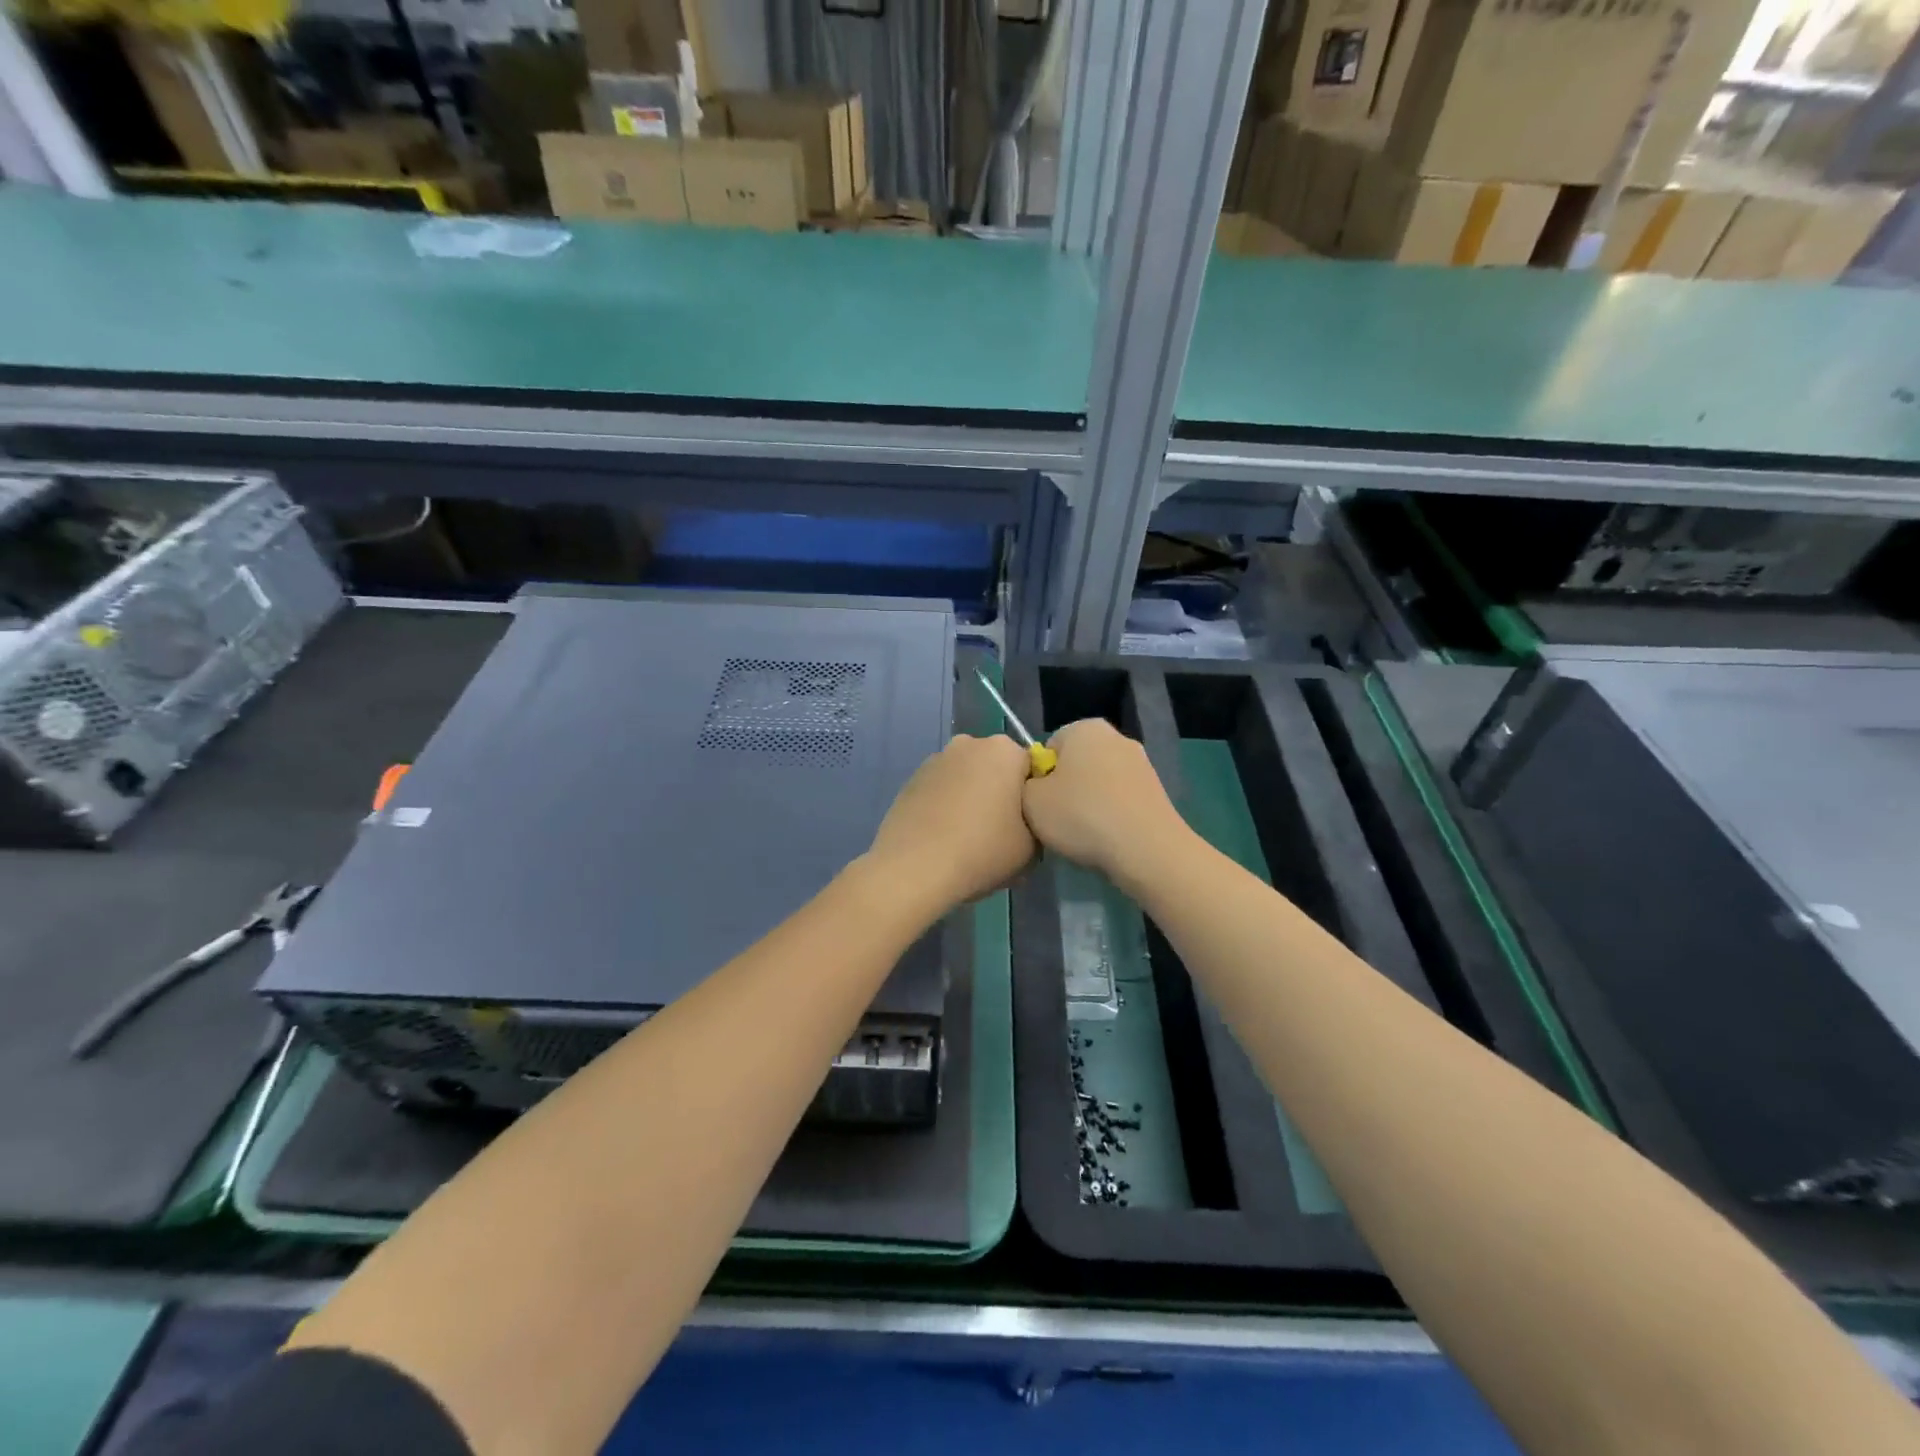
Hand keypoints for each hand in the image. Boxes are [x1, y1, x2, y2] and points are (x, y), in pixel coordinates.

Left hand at [866, 734, 1035, 911]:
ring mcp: (935, 760)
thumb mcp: (1031, 848)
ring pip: (966, 779)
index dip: (1032, 798)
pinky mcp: (911, 780)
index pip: (1031, 768)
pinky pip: (941, 791)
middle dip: (1000, 793)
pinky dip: (946, 807)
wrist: (914, 868)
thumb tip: (1026, 824)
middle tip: (1000, 833)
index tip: (1028, 825)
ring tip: (967, 839)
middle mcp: (969, 744)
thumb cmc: (982, 850)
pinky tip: (943, 838)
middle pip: (996, 768)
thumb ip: (1038, 825)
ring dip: (971, 799)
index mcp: (1004, 750)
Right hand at [1021, 719, 1189, 886]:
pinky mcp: (1157, 791)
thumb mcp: (1030, 801)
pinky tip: (1107, 839)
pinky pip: (1120, 800)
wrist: (1146, 849)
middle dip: (1067, 789)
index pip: (1049, 748)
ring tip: (1083, 835)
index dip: (1040, 778)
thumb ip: (1026, 784)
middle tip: (1058, 821)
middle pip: (1076, 764)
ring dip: (1089, 804)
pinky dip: (1111, 815)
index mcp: (1084, 728)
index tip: (1041, 804)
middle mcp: (1116, 737)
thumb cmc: (1081, 816)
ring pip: (1099, 783)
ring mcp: (1141, 763)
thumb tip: (1040, 785)